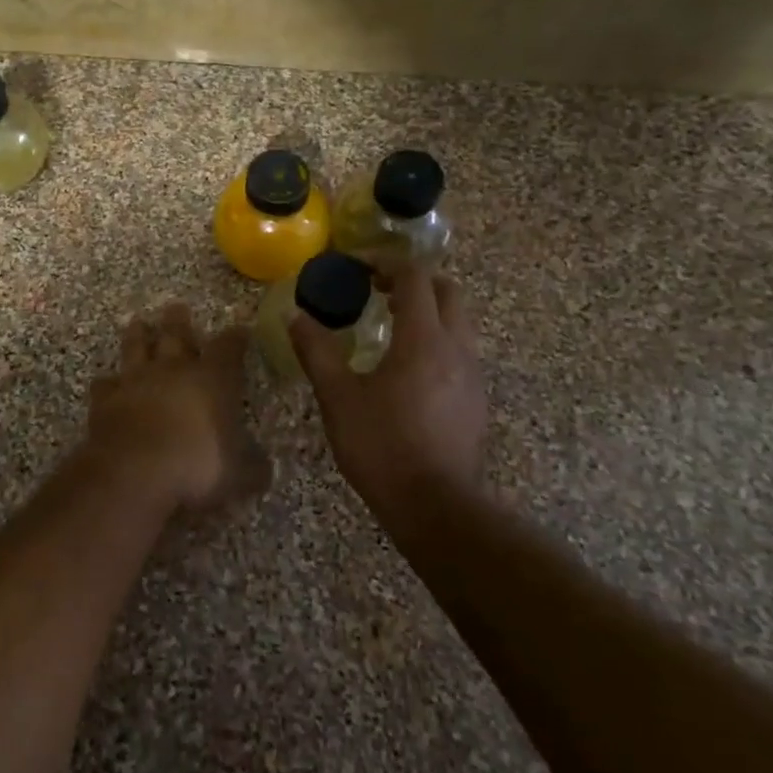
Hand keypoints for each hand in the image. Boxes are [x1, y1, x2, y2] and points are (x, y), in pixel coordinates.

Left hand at [86, 303, 268, 513]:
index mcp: (212, 379)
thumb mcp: (240, 474)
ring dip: (138, 335)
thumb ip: (253, 466)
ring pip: (137, 348)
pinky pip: (106, 384)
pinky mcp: (106, 400)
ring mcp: (136, 381)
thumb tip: (261, 467)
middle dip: (179, 321)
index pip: (228, 348)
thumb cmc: (196, 466)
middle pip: (176, 335)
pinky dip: (108, 382)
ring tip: (138, 323)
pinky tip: (107, 382)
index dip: (236, 338)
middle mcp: (173, 370)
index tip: (240, 330)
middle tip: (177, 307)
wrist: (133, 471)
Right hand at [290, 264, 487, 507]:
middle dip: (415, 282)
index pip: (415, 278)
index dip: (387, 264)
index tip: (359, 268)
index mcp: (423, 339)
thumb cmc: (382, 446)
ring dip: (428, 312)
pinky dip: (437, 341)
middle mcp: (456, 348)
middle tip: (379, 291)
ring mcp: (472, 375)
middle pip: (447, 292)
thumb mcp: (338, 397)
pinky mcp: (476, 401)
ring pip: (458, 323)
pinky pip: (460, 352)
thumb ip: (317, 351)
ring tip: (391, 327)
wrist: (436, 507)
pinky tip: (408, 369)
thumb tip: (295, 317)